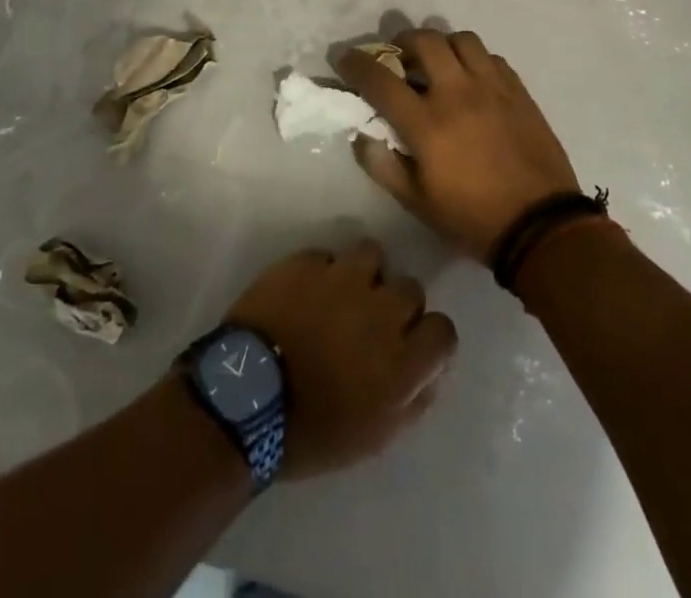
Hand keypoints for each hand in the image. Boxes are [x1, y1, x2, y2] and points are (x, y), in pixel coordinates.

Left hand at [224, 239, 456, 480]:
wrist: (246, 398)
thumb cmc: (312, 431)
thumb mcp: (375, 436)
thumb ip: (413, 400)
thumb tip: (431, 371)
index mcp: (402, 361)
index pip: (443, 330)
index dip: (429, 338)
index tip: (410, 346)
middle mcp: (381, 311)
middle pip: (411, 288)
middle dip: (396, 304)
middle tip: (372, 323)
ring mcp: (342, 279)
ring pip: (373, 255)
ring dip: (364, 274)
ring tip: (342, 294)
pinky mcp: (307, 261)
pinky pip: (327, 256)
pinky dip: (322, 271)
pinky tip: (305, 292)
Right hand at [338, 28, 581, 261]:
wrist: (542, 227)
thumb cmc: (472, 218)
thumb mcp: (417, 203)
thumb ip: (383, 166)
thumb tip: (361, 135)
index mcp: (427, 123)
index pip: (381, 80)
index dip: (356, 63)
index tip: (344, 56)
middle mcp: (457, 94)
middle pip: (424, 41)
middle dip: (402, 41)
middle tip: (397, 55)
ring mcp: (492, 87)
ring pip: (461, 39)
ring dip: (442, 44)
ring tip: (438, 62)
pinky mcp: (518, 91)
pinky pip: (491, 57)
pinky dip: (474, 60)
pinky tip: (472, 80)